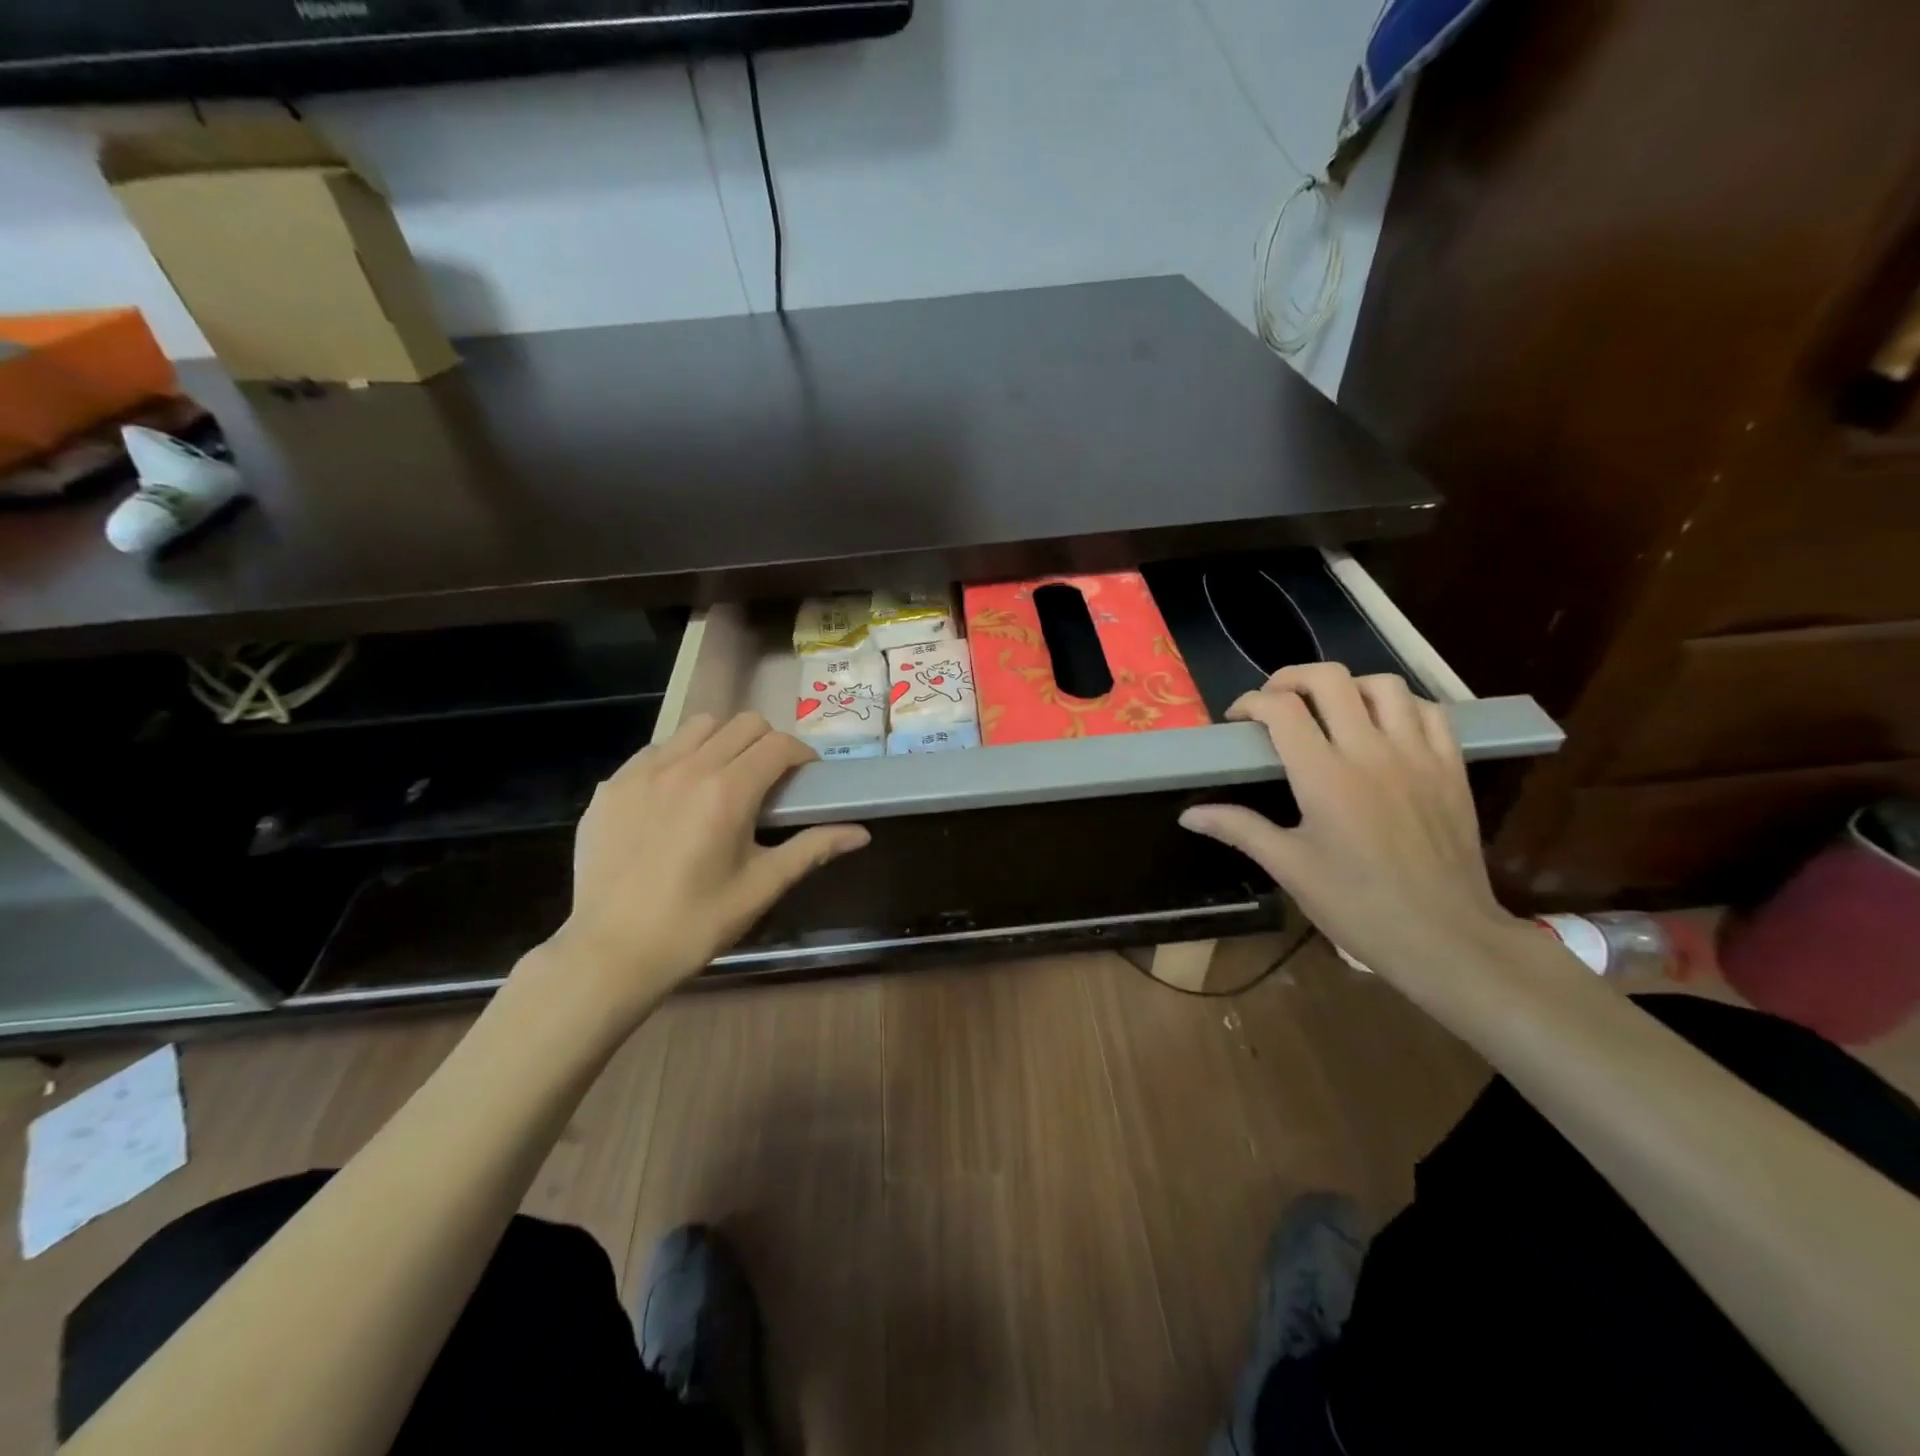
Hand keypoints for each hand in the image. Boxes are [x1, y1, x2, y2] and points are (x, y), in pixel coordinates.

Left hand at [535, 712, 868, 1021]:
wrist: (611, 953)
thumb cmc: (696, 923)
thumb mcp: (761, 886)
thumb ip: (812, 849)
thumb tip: (861, 833)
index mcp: (728, 791)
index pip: (779, 745)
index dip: (802, 755)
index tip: (807, 778)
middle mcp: (687, 767)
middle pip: (743, 724)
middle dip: (767, 743)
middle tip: (770, 780)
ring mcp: (643, 773)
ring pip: (698, 727)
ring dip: (723, 742)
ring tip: (724, 780)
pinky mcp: (612, 786)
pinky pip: (656, 750)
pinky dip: (679, 759)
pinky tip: (676, 798)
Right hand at [1178, 664, 1519, 981]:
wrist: (1446, 938)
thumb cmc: (1357, 906)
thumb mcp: (1289, 868)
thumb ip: (1239, 828)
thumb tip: (1189, 814)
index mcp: (1324, 777)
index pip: (1281, 709)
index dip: (1251, 702)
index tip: (1238, 720)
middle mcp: (1370, 752)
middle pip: (1329, 679)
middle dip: (1291, 679)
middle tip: (1275, 703)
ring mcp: (1417, 754)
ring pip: (1382, 685)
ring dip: (1347, 686)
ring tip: (1329, 709)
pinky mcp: (1451, 766)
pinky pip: (1429, 710)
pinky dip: (1400, 704)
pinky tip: (1383, 725)